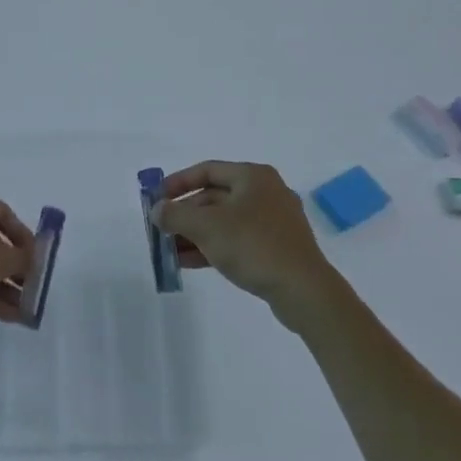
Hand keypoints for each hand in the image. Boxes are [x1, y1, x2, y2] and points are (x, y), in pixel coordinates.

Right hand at [152, 161, 340, 322]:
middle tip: (162, 229)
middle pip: (215, 197)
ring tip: (170, 251)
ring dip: (196, 234)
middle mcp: (266, 192)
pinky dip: (214, 247)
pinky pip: (238, 240)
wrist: (304, 290)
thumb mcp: (207, 227)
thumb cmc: (253, 246)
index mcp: (253, 176)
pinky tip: (190, 262)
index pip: (207, 170)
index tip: (157, 198)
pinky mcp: (278, 247)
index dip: (178, 182)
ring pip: (226, 221)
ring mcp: (274, 221)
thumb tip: (157, 210)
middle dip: (186, 214)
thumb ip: (176, 214)